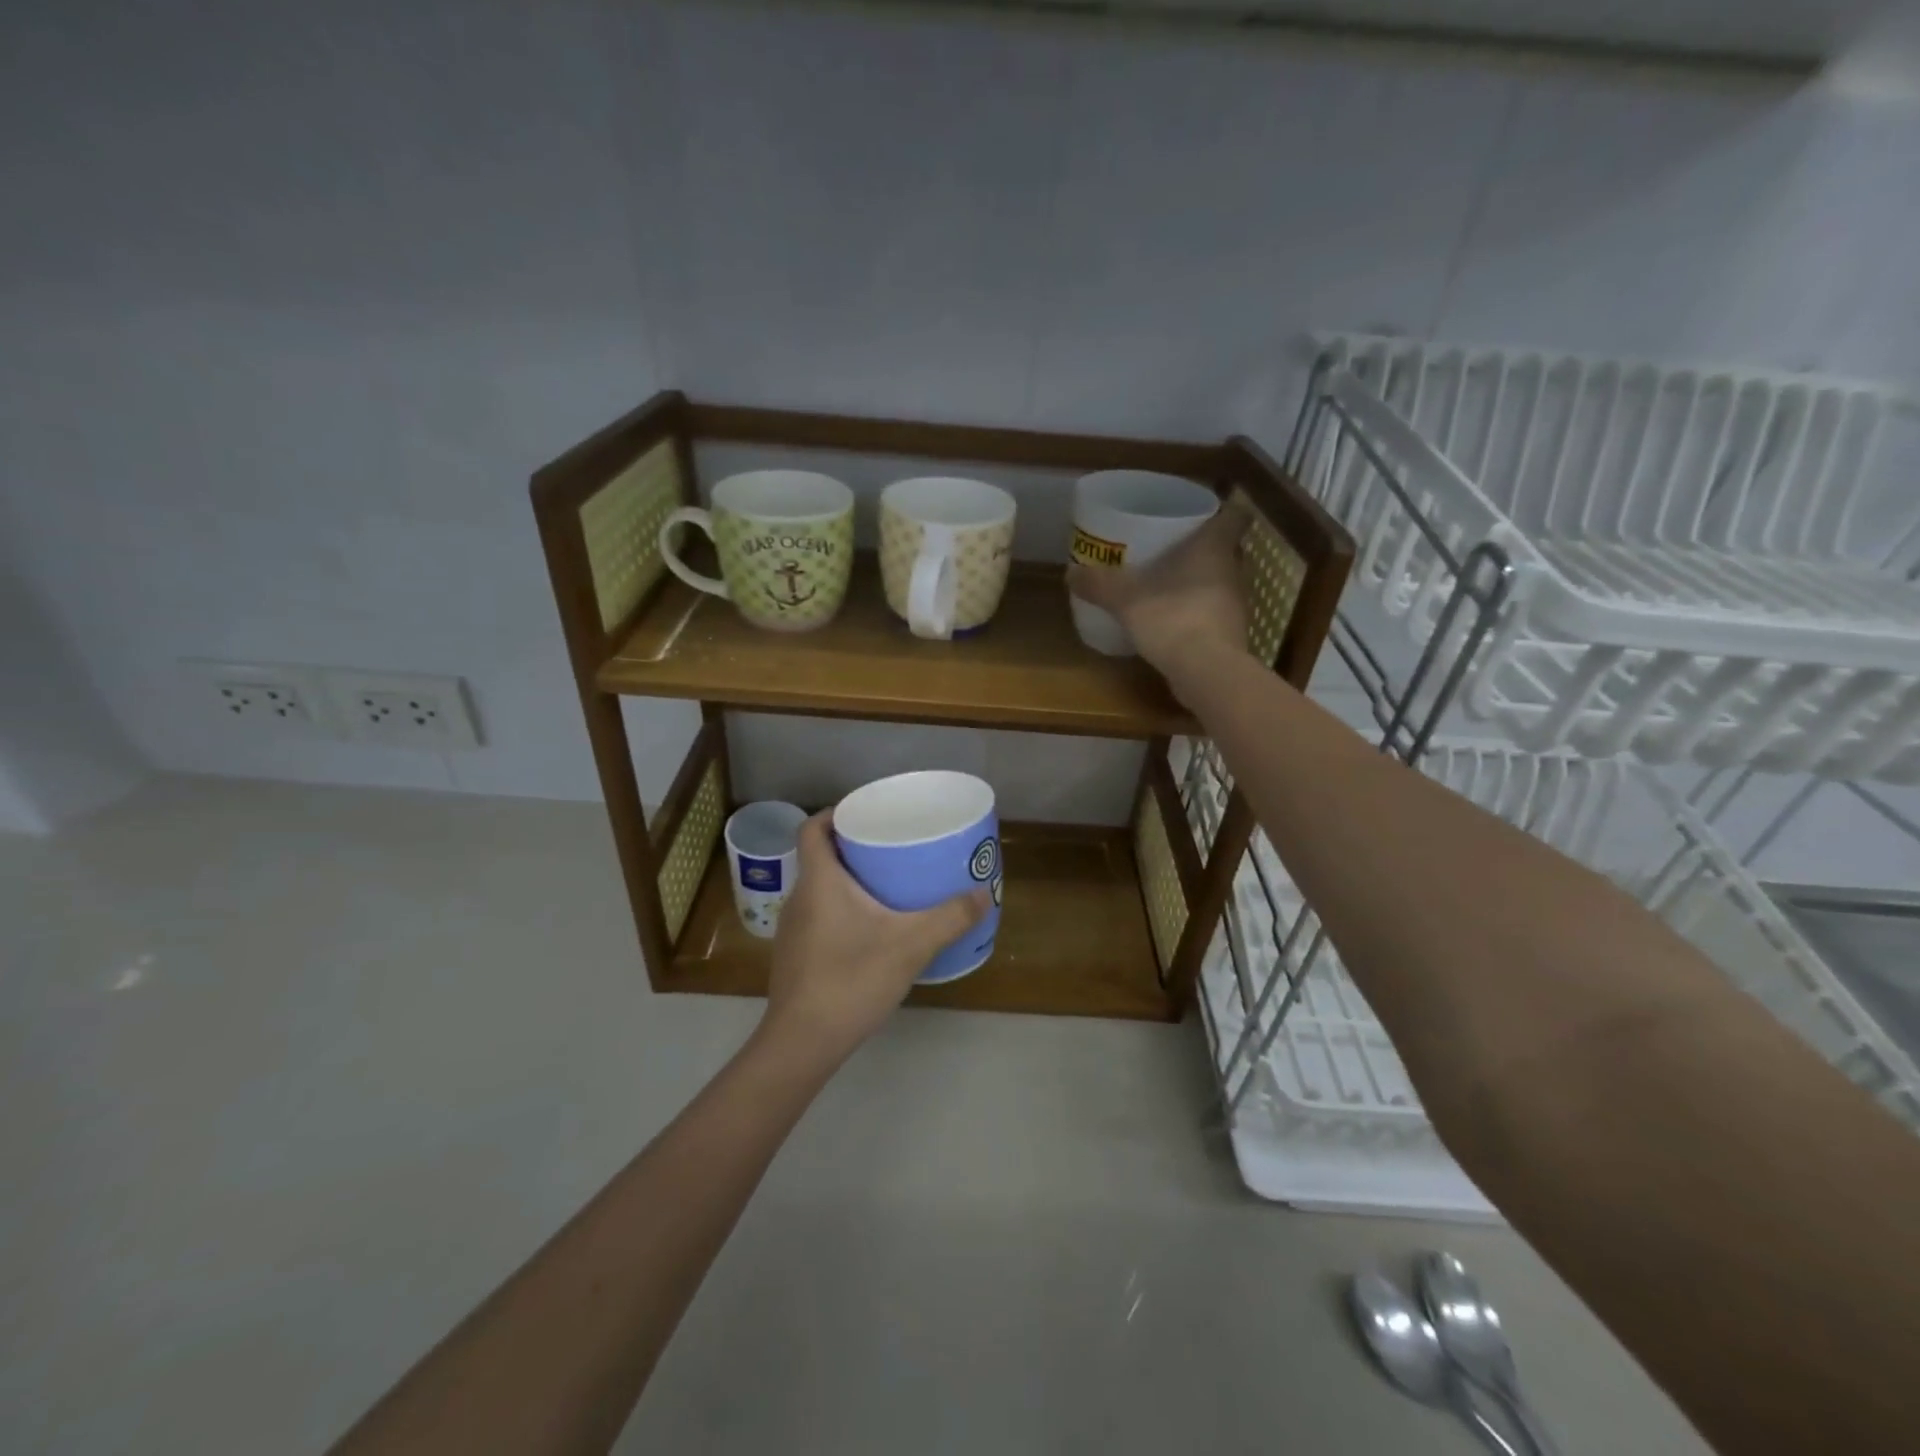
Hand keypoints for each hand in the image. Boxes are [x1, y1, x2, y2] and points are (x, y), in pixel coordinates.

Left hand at [761, 813, 991, 1062]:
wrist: (802, 1043)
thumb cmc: (851, 980)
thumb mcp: (911, 945)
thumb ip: (950, 918)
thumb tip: (983, 894)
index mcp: (819, 881)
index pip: (813, 828)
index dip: (835, 812)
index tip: (867, 812)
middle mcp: (799, 897)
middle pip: (821, 856)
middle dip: (854, 846)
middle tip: (893, 846)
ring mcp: (793, 929)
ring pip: (820, 888)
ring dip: (849, 879)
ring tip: (888, 883)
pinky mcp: (796, 955)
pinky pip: (820, 915)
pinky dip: (843, 908)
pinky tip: (872, 929)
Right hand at [1066, 499, 1251, 678]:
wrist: (1206, 672)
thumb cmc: (1172, 618)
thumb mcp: (1126, 599)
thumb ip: (1099, 584)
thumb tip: (1070, 572)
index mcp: (1214, 548)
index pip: (1235, 516)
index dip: (1224, 510)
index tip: (1203, 513)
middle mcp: (1233, 571)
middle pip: (1227, 550)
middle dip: (1204, 548)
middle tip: (1173, 549)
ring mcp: (1236, 605)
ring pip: (1221, 583)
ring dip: (1201, 582)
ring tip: (1168, 586)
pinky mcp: (1231, 636)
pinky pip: (1215, 614)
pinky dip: (1198, 613)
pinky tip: (1173, 622)